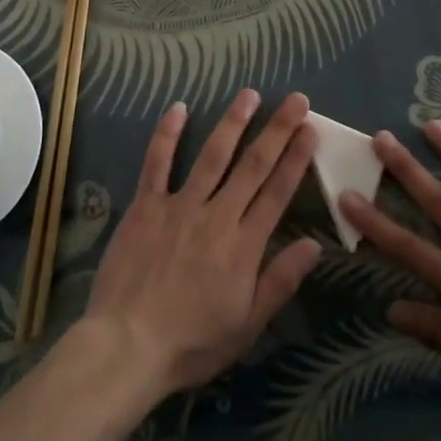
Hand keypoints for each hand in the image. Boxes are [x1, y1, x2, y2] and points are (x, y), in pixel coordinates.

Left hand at [81, 90, 321, 399]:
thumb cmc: (191, 343)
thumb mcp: (247, 325)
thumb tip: (314, 245)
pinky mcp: (146, 206)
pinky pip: (157, 164)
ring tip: (249, 94)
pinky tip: (178, 108)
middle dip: (277, 130)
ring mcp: (179, 206)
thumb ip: (280, 281)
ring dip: (232, 122)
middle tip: (296, 99)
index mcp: (243, 245)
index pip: (277, 192)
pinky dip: (166, 135)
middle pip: (253, 166)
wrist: (126, 346)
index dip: (296, 159)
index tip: (310, 130)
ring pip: (212, 155)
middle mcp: (216, 216)